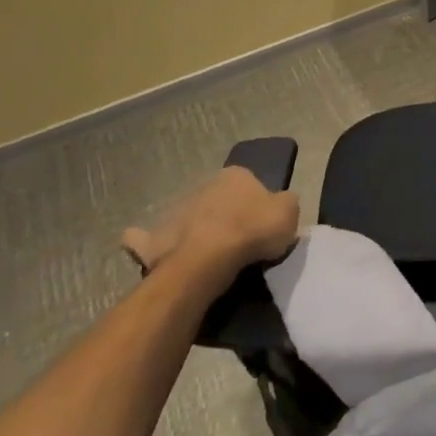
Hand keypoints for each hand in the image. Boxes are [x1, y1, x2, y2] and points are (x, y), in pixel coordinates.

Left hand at [121, 166, 299, 275]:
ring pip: (187, 216)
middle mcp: (203, 185)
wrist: (206, 261)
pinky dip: (145, 242)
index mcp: (236, 174)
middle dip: (224, 214)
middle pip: (217, 199)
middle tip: (236, 241)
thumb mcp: (289, 212)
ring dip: (193, 228)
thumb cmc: (252, 231)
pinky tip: (152, 251)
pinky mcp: (153, 238)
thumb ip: (286, 204)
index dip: (257, 205)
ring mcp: (175, 210)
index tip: (261, 226)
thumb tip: (279, 205)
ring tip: (205, 255)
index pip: (249, 184)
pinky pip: (147, 240)